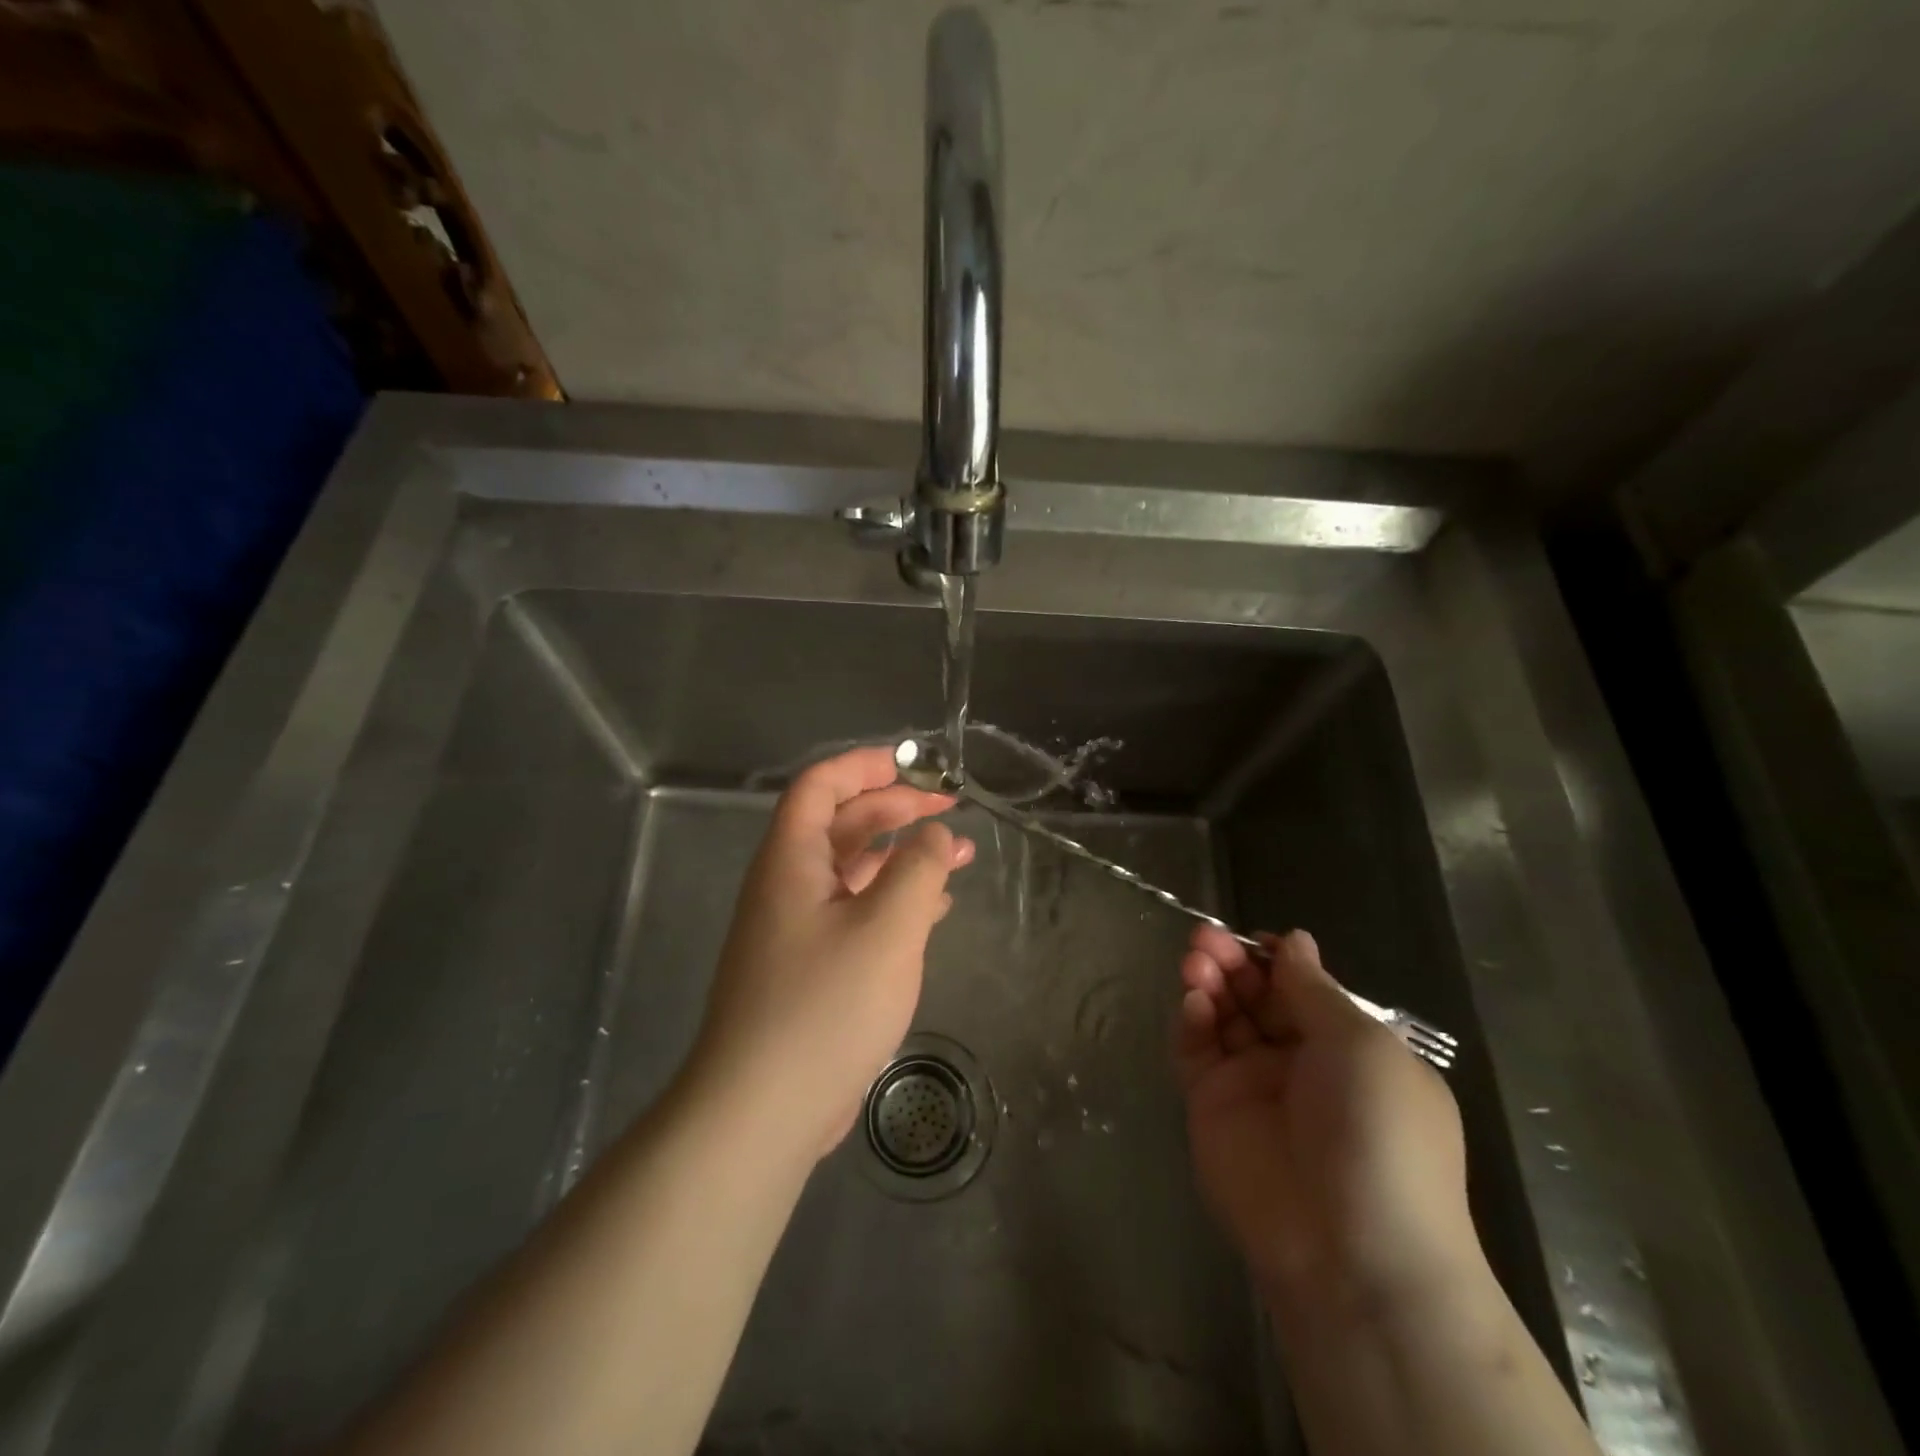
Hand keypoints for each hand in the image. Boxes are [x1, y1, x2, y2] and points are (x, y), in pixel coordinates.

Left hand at [687, 746, 974, 1158]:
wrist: (762, 1111)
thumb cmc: (824, 1006)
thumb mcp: (886, 928)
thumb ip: (918, 868)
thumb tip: (936, 833)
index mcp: (791, 860)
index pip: (821, 786)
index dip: (866, 766)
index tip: (918, 767)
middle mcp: (788, 885)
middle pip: (842, 824)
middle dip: (897, 809)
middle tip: (951, 811)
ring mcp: (798, 928)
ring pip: (854, 870)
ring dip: (903, 856)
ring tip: (959, 856)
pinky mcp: (811, 967)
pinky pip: (856, 912)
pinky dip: (895, 900)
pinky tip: (933, 910)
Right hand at [1176, 925, 1475, 1302]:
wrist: (1349, 1250)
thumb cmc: (1378, 1132)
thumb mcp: (1361, 1045)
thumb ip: (1314, 989)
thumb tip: (1294, 940)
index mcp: (1349, 1049)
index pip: (1302, 989)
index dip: (1276, 959)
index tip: (1254, 937)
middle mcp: (1299, 1063)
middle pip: (1256, 996)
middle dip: (1234, 962)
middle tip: (1206, 939)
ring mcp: (1251, 1085)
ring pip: (1222, 1017)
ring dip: (1209, 981)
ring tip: (1196, 959)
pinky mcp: (1210, 1106)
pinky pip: (1196, 1051)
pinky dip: (1191, 1020)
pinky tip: (1193, 1000)